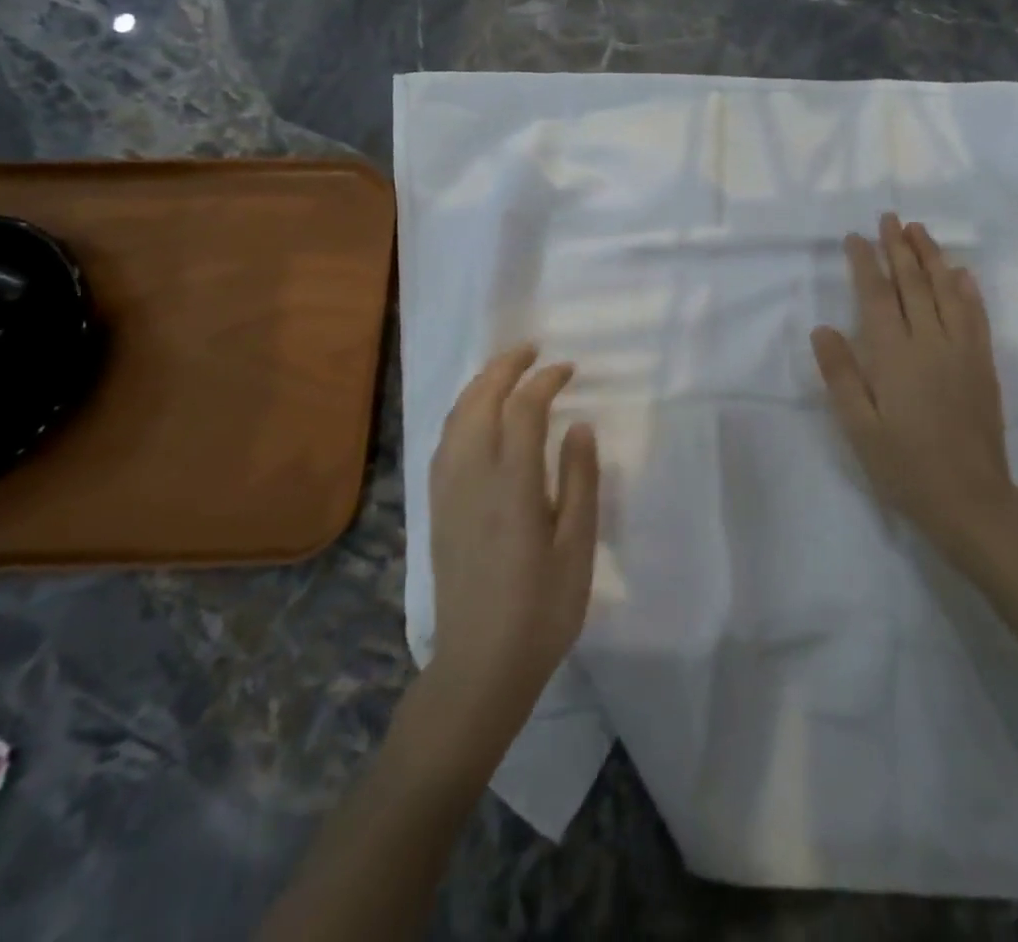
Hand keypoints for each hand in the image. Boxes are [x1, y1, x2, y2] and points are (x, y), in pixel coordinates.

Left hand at [427, 345, 599, 721]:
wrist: (480, 666)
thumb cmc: (542, 609)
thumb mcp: (577, 546)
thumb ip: (580, 480)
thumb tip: (579, 425)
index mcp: (513, 483)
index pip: (524, 409)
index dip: (545, 380)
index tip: (567, 370)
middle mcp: (473, 477)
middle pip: (480, 402)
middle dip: (504, 368)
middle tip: (530, 350)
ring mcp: (448, 492)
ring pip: (455, 419)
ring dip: (478, 386)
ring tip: (503, 372)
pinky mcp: (437, 509)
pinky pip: (444, 443)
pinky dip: (460, 414)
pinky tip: (474, 418)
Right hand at [810, 214, 1017, 563]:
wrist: (970, 498)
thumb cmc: (904, 466)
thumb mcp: (859, 427)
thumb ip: (840, 374)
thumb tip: (822, 328)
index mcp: (894, 355)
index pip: (877, 295)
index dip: (865, 262)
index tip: (855, 237)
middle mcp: (930, 341)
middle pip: (913, 284)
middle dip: (899, 247)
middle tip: (890, 218)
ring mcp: (962, 351)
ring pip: (946, 291)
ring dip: (932, 257)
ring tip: (920, 230)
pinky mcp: (983, 365)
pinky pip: (976, 316)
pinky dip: (967, 290)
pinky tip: (962, 273)